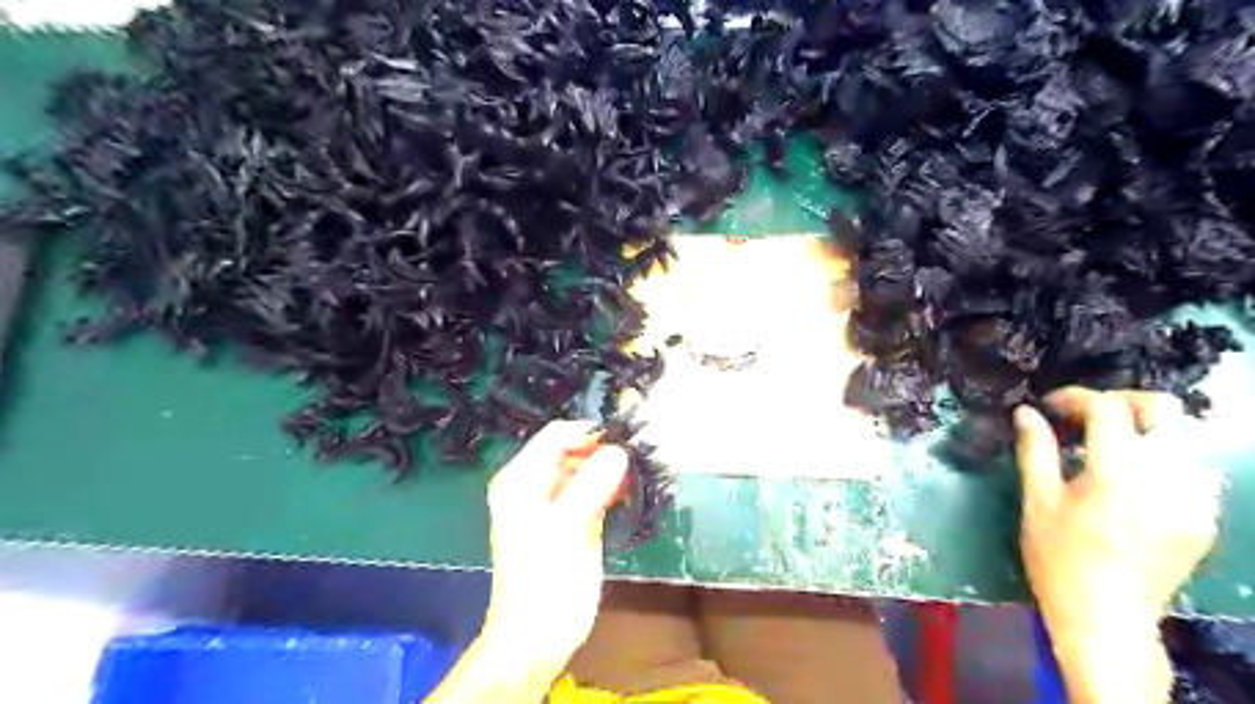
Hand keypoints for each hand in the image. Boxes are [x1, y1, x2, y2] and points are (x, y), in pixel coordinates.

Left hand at [482, 422, 627, 677]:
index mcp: (521, 479)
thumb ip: (591, 485)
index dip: (590, 434)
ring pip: (590, 470)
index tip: (625, 440)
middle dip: (606, 450)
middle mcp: (537, 484)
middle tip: (640, 456)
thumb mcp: (564, 527)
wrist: (539, 637)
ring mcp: (558, 502)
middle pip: (575, 450)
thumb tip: (619, 452)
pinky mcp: (577, 520)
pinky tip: (636, 489)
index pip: (558, 436)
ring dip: (615, 468)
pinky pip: (598, 491)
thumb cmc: (542, 580)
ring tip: (643, 470)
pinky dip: (616, 487)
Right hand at [1013, 387, 1221, 702]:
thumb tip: (1026, 413)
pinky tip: (1133, 478)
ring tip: (1106, 446)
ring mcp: (1193, 498)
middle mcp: (1165, 478)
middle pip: (1163, 410)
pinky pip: (1192, 469)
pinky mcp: (1204, 517)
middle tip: (1085, 417)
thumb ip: (1035, 450)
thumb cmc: (1058, 556)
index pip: (1108, 409)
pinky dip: (1162, 458)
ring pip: (1181, 437)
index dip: (1075, 397)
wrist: (1105, 615)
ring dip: (1142, 430)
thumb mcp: (1037, 500)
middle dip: (1120, 403)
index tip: (1050, 406)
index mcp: (1117, 472)